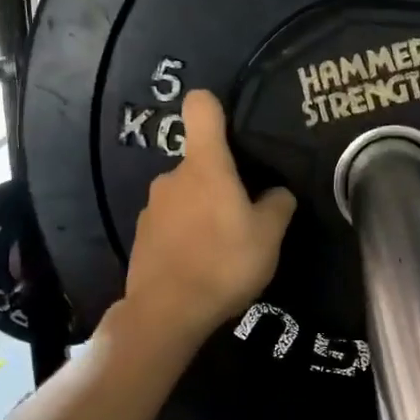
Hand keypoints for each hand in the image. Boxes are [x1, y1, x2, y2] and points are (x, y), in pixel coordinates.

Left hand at [124, 89, 295, 346]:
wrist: (166, 313)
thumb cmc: (224, 263)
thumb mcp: (269, 236)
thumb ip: (277, 206)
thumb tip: (276, 193)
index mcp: (205, 166)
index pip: (201, 108)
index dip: (216, 107)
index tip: (232, 128)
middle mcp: (172, 177)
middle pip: (201, 162)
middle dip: (222, 182)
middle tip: (245, 217)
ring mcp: (152, 206)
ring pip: (186, 195)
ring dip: (204, 211)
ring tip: (223, 247)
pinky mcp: (142, 236)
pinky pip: (172, 222)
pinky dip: (187, 234)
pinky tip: (200, 264)